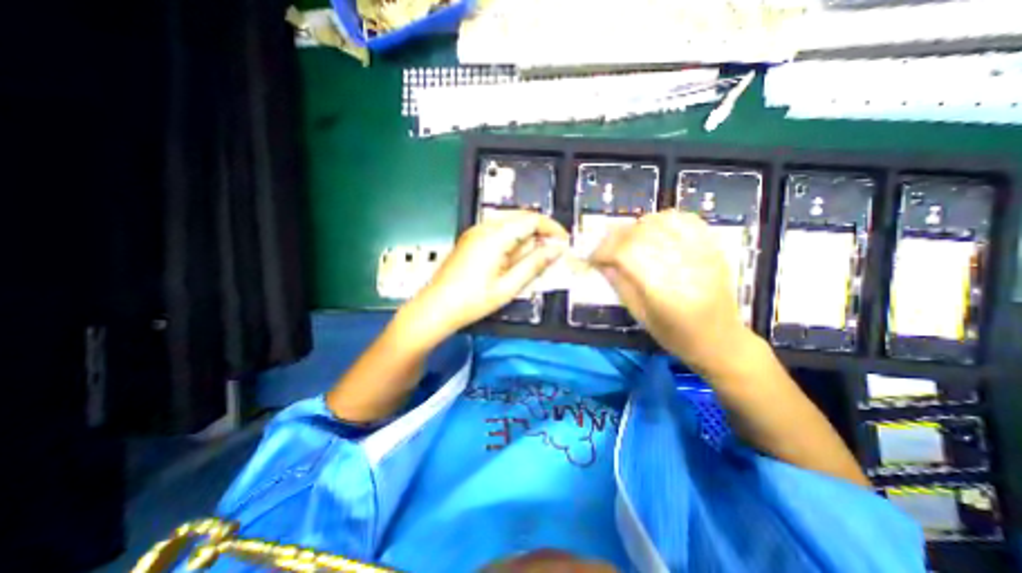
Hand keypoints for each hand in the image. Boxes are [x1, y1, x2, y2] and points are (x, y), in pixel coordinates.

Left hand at [406, 211, 566, 338]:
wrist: (436, 308)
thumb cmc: (471, 301)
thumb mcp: (508, 286)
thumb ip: (534, 264)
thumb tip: (556, 250)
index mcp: (494, 237)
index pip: (531, 220)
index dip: (552, 228)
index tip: (564, 242)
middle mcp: (484, 228)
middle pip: (521, 217)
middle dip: (540, 231)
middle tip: (553, 250)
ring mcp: (475, 232)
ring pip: (510, 223)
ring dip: (527, 235)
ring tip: (537, 257)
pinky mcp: (471, 239)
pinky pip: (498, 231)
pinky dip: (513, 239)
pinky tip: (516, 257)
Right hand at [593, 211, 757, 374]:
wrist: (721, 340)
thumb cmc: (676, 335)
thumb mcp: (640, 316)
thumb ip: (620, 285)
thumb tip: (601, 262)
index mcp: (664, 291)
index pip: (626, 254)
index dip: (603, 251)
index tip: (593, 259)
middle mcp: (683, 265)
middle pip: (640, 234)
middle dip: (615, 239)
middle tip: (606, 251)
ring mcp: (702, 253)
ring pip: (660, 222)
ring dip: (636, 228)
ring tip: (629, 242)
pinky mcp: (712, 247)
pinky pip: (684, 219)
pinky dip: (663, 220)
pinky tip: (654, 231)